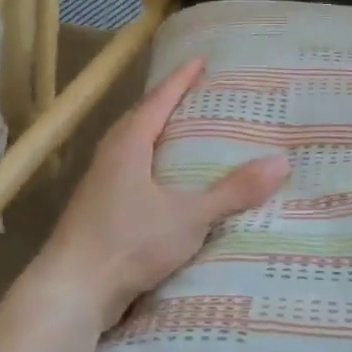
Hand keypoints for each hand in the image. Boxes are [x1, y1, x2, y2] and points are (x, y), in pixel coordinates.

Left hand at [27, 58, 289, 328]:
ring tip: (185, 133)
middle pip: (141, 118)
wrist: (70, 292)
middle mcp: (110, 156)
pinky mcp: (97, 210)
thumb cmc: (128, 243)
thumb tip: (281, 162)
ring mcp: (100, 184)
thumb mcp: (189, 217)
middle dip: (168, 103)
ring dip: (157, 134)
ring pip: (133, 146)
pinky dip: (151, 163)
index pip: (158, 100)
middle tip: (197, 94)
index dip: (180, 79)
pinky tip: (165, 182)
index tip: (199, 59)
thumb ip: (233, 192)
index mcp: (128, 145)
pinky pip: (130, 171)